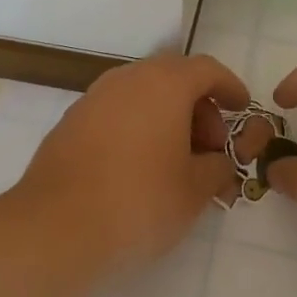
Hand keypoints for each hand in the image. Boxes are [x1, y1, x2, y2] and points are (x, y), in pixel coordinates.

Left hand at [13, 54, 246, 274]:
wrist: (55, 227)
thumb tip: (218, 161)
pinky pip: (117, 112)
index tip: (241, 108)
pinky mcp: (71, 121)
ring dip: (167, 118)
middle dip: (199, 107)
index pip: (207, 69)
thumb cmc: (138, 201)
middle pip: (174, 77)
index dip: (229, 87)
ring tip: (177, 162)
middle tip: (210, 147)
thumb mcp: (194, 190)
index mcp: (164, 83)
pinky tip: (140, 167)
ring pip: (143, 94)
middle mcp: (128, 78)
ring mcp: (95, 97)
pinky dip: (138, 128)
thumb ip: (216, 168)